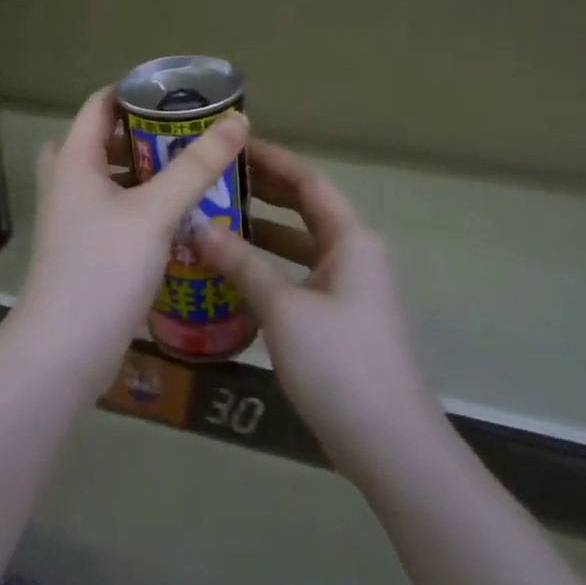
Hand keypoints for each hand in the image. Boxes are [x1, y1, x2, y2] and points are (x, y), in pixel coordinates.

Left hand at [15, 88, 248, 395]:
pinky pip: (114, 211)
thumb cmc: (103, 268)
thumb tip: (238, 120)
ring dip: (146, 172)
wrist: (65, 349)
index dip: (137, 92)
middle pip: (104, 140)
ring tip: (191, 171)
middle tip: (190, 135)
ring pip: (110, 179)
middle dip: (146, 134)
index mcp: (73, 160)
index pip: (100, 104)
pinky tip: (177, 217)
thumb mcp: (155, 212)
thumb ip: (196, 166)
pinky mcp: (83, 249)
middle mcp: (66, 182)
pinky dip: (141, 205)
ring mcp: (72, 218)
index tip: (181, 94)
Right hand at [195, 140, 440, 480]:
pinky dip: (267, 266)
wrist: (386, 440)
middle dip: (262, 191)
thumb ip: (241, 263)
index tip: (233, 144)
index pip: (308, 182)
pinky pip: (296, 275)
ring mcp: (347, 288)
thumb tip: (199, 227)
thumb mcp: (283, 308)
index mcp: (350, 240)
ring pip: (298, 245)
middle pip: (304, 209)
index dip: (272, 160)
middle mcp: (353, 255)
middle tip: (215, 178)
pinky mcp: (336, 318)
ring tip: (213, 219)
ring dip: (261, 231)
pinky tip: (232, 272)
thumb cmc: (338, 362)